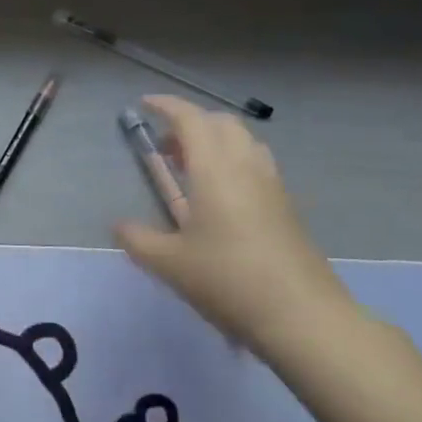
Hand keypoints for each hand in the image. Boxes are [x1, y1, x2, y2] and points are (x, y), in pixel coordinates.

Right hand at [114, 95, 355, 356]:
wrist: (302, 317)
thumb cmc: (228, 280)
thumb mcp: (169, 263)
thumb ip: (137, 239)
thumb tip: (118, 225)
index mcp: (214, 169)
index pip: (190, 119)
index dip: (166, 105)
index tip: (144, 104)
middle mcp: (245, 166)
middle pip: (221, 123)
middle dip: (191, 123)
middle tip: (166, 147)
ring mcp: (272, 185)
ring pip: (244, 141)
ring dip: (215, 141)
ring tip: (191, 168)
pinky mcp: (287, 207)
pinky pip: (257, 164)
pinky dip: (233, 162)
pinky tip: (220, 198)